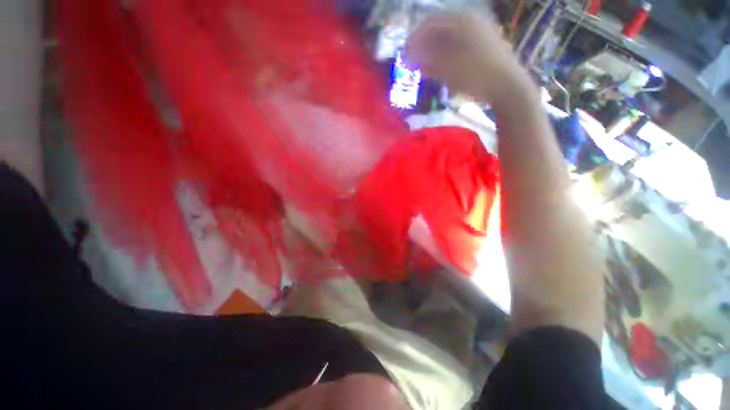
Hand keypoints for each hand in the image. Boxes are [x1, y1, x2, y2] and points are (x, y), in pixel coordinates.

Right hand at [405, 14, 532, 104]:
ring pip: (447, 39)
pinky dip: (445, 56)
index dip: (413, 39)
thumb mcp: (447, 69)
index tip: (404, 56)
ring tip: (424, 69)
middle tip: (413, 64)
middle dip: (423, 47)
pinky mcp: (482, 44)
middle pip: (438, 30)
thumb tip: (409, 58)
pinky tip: (439, 69)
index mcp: (460, 21)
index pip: (429, 24)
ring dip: (433, 53)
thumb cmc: (475, 75)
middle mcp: (469, 21)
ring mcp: (477, 32)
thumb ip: (426, 61)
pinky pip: (457, 46)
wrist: (507, 86)